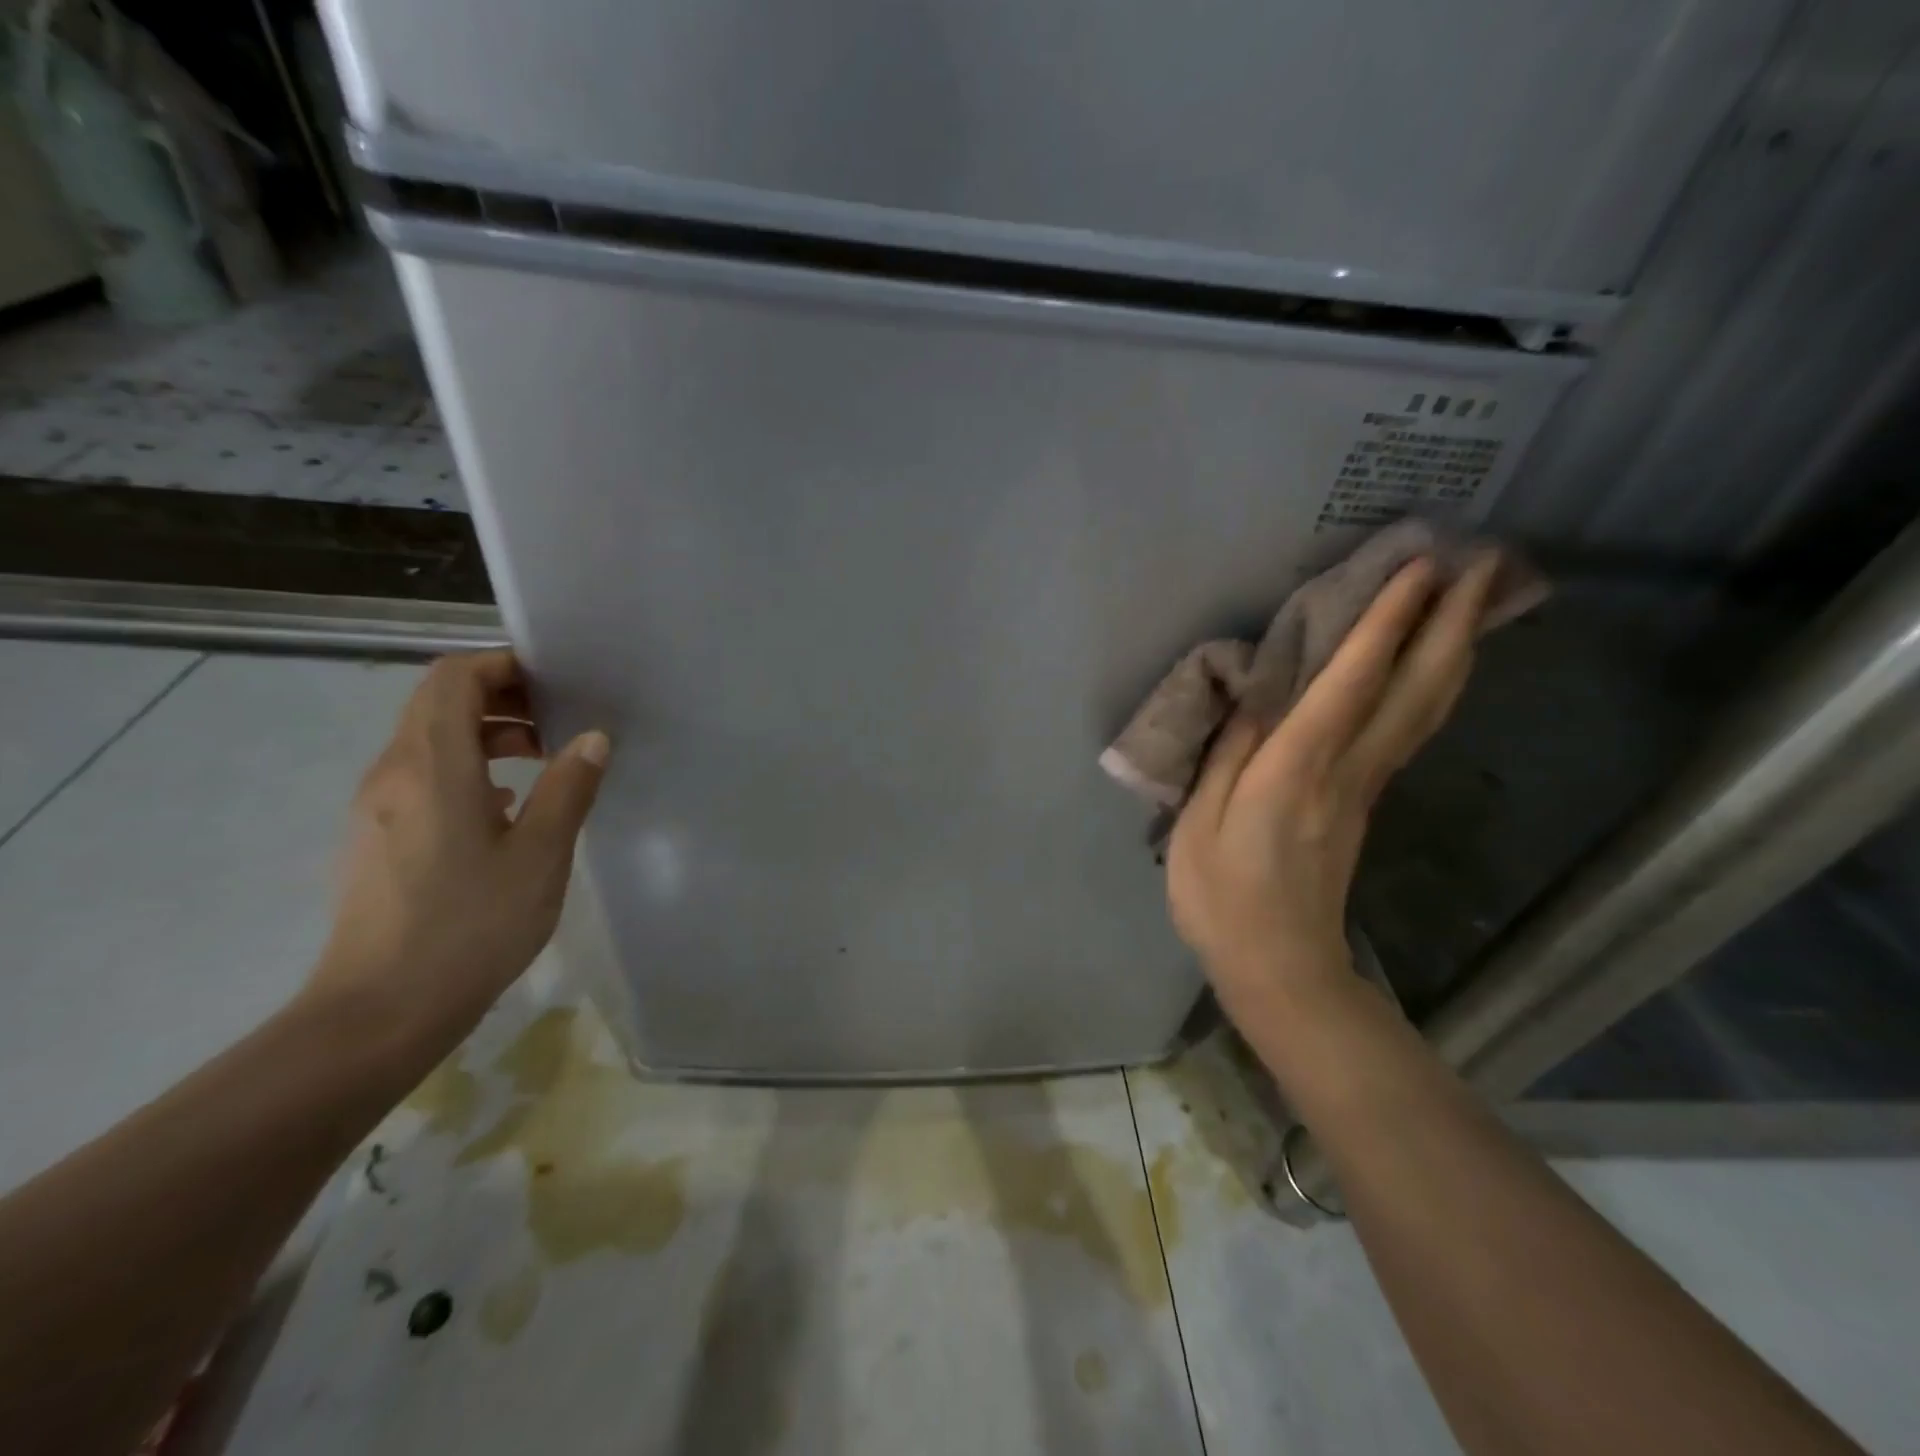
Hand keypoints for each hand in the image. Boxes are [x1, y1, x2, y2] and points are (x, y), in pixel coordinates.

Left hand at [309, 650, 609, 1047]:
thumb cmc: (470, 926)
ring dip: (486, 735)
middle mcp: (393, 773)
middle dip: (501, 698)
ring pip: (430, 741)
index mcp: (432, 765)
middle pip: (439, 704)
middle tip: (561, 721)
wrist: (380, 1012)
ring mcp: (378, 807)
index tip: (556, 684)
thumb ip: (568, 788)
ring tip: (543, 761)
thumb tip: (592, 738)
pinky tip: (507, 807)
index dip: (503, 666)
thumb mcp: (540, 855)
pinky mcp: (376, 838)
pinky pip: (423, 777)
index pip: (454, 678)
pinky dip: (467, 769)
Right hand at [1166, 553, 1503, 1032]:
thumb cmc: (1222, 897)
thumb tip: (1257, 700)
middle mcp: (1346, 770)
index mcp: (1298, 770)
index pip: (1351, 682)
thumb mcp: (1199, 824)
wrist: (1279, 967)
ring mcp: (1365, 787)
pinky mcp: (1366, 802)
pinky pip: (1411, 730)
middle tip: (1485, 561)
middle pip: (1415, 688)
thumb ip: (1228, 756)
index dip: (1385, 623)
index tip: (1419, 567)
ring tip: (1478, 599)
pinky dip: (1434, 688)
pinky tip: (1439, 668)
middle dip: (1451, 622)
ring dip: (1455, 649)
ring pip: (1426, 709)